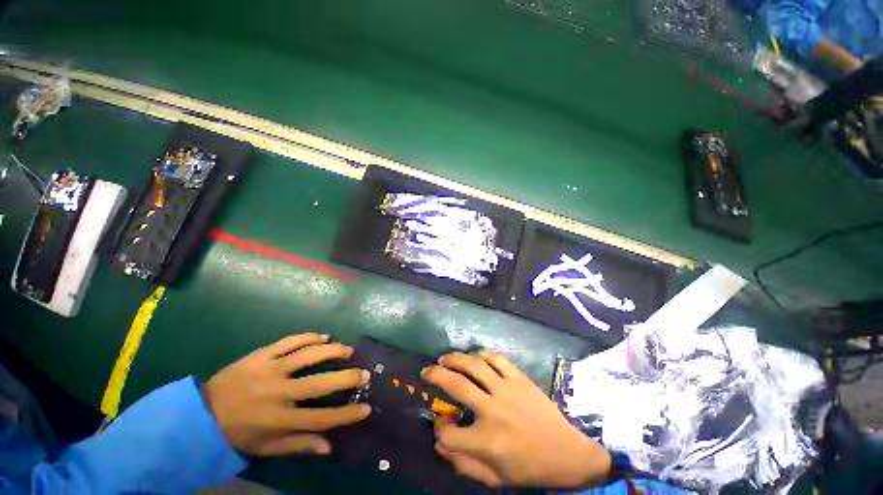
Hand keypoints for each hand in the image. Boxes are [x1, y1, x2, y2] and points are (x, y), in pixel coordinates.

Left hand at [203, 333, 370, 455]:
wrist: (200, 413)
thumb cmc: (238, 434)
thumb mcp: (266, 447)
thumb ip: (299, 445)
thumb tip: (330, 446)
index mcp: (278, 420)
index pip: (321, 418)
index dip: (347, 414)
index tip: (367, 408)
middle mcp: (277, 393)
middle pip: (320, 383)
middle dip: (348, 378)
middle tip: (365, 373)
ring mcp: (269, 370)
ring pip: (309, 355)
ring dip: (333, 350)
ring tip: (348, 350)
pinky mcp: (261, 354)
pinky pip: (291, 341)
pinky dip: (310, 337)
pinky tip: (324, 336)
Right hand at [423, 350, 610, 487]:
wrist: (566, 452)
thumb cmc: (529, 468)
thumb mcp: (494, 479)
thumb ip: (463, 463)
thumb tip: (439, 441)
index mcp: (486, 441)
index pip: (449, 432)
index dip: (439, 429)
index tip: (440, 423)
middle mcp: (493, 410)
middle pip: (456, 385)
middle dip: (435, 376)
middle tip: (426, 371)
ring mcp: (507, 389)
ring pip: (474, 365)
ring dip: (455, 359)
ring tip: (444, 358)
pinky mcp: (519, 378)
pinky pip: (496, 358)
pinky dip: (481, 354)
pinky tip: (474, 356)